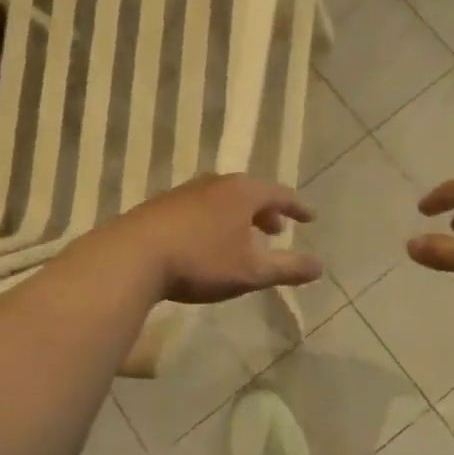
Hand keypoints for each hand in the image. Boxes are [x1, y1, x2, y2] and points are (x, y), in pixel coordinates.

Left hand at [98, 174, 321, 304]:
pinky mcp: (162, 205)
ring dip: (239, 217)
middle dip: (266, 212)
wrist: (133, 256)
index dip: (297, 207)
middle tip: (277, 230)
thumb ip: (288, 268)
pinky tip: (207, 242)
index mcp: (243, 192)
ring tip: (243, 238)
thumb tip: (320, 266)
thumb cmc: (201, 261)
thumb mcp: (251, 271)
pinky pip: (201, 207)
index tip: (310, 217)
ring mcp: (186, 191)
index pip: (279, 194)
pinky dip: (215, 220)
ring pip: (223, 200)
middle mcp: (216, 183)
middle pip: (250, 193)